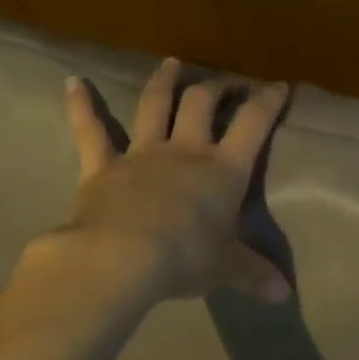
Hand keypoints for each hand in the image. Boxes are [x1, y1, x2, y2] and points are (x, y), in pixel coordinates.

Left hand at [36, 59, 291, 302]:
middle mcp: (186, 151)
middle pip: (202, 104)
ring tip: (172, 63)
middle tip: (226, 83)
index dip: (268, 101)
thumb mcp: (227, 269)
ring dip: (164, 82)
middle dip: (217, 87)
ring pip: (154, 106)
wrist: (121, 259)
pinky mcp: (102, 166)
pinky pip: (90, 131)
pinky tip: (73, 82)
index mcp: (224, 169)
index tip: (279, 86)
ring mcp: (142, 155)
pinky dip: (81, 106)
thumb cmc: (185, 259)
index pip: (253, 123)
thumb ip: (256, 275)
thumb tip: (285, 296)